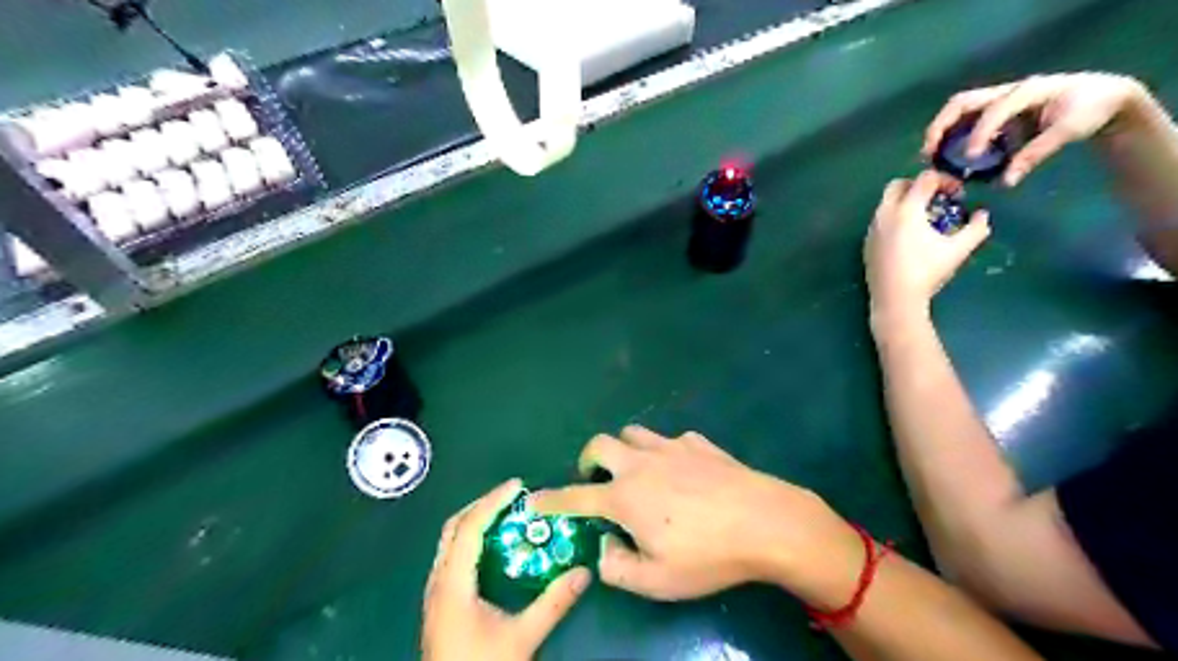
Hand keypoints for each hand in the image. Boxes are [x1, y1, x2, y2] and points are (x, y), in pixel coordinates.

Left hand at [420, 479, 589, 660]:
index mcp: (452, 585)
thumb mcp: (522, 638)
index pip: (469, 528)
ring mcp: (435, 593)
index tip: (517, 486)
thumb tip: (584, 572)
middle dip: (482, 505)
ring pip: (449, 541)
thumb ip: (553, 604)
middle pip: (453, 528)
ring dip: (475, 521)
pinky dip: (471, 539)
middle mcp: (438, 582)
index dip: (492, 502)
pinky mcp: (439, 602)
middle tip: (512, 496)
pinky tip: (492, 547)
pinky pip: (451, 555)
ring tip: (505, 514)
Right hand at [529, 426, 861, 605]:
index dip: (550, 499)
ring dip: (626, 449)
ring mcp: (672, 448)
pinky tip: (684, 472)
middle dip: (589, 458)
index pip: (575, 495)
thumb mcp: (657, 581)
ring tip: (637, 471)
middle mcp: (642, 463)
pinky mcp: (699, 443)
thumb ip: (618, 568)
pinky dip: (666, 453)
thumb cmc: (707, 555)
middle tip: (596, 478)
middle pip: (601, 443)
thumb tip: (604, 548)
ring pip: (634, 433)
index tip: (532, 500)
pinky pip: (672, 440)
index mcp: (625, 496)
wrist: (765, 522)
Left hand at [864, 171, 990, 321]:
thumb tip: (982, 215)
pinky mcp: (867, 242)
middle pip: (898, 184)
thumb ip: (976, 228)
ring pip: (886, 203)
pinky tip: (908, 237)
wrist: (894, 299)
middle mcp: (884, 214)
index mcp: (906, 210)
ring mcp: (872, 229)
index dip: (945, 180)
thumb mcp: (959, 249)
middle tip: (936, 199)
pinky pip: (880, 220)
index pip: (924, 179)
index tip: (957, 194)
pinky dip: (894, 218)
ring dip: (905, 202)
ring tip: (924, 219)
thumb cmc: (927, 272)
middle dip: (918, 186)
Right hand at [919, 73, 1152, 185]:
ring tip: (930, 157)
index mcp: (1027, 91)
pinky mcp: (995, 113)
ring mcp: (998, 101)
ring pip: (959, 112)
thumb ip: (1035, 155)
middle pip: (961, 103)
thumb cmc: (1088, 111)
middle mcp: (1006, 92)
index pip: (994, 110)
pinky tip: (947, 158)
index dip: (979, 133)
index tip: (968, 158)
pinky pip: (966, 123)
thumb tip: (1005, 182)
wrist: (1103, 96)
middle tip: (928, 154)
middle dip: (940, 127)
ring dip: (940, 133)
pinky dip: (952, 138)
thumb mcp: (1069, 132)